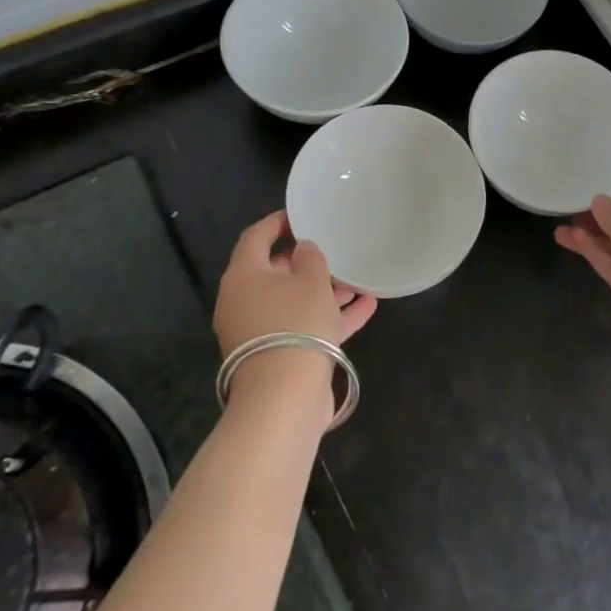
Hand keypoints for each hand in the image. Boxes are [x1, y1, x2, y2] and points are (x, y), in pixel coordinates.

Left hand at [213, 210, 376, 358]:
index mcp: (244, 276)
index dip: (278, 222)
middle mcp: (244, 301)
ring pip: (292, 301)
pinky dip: (330, 316)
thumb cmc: (295, 322)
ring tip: (357, 279)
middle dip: (305, 261)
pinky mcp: (278, 355)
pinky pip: (305, 326)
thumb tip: (304, 249)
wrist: (284, 395)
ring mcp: (259, 331)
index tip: (302, 214)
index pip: (256, 237)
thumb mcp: (311, 281)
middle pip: (274, 272)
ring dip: (323, 290)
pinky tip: (366, 306)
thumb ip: (311, 257)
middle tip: (333, 248)